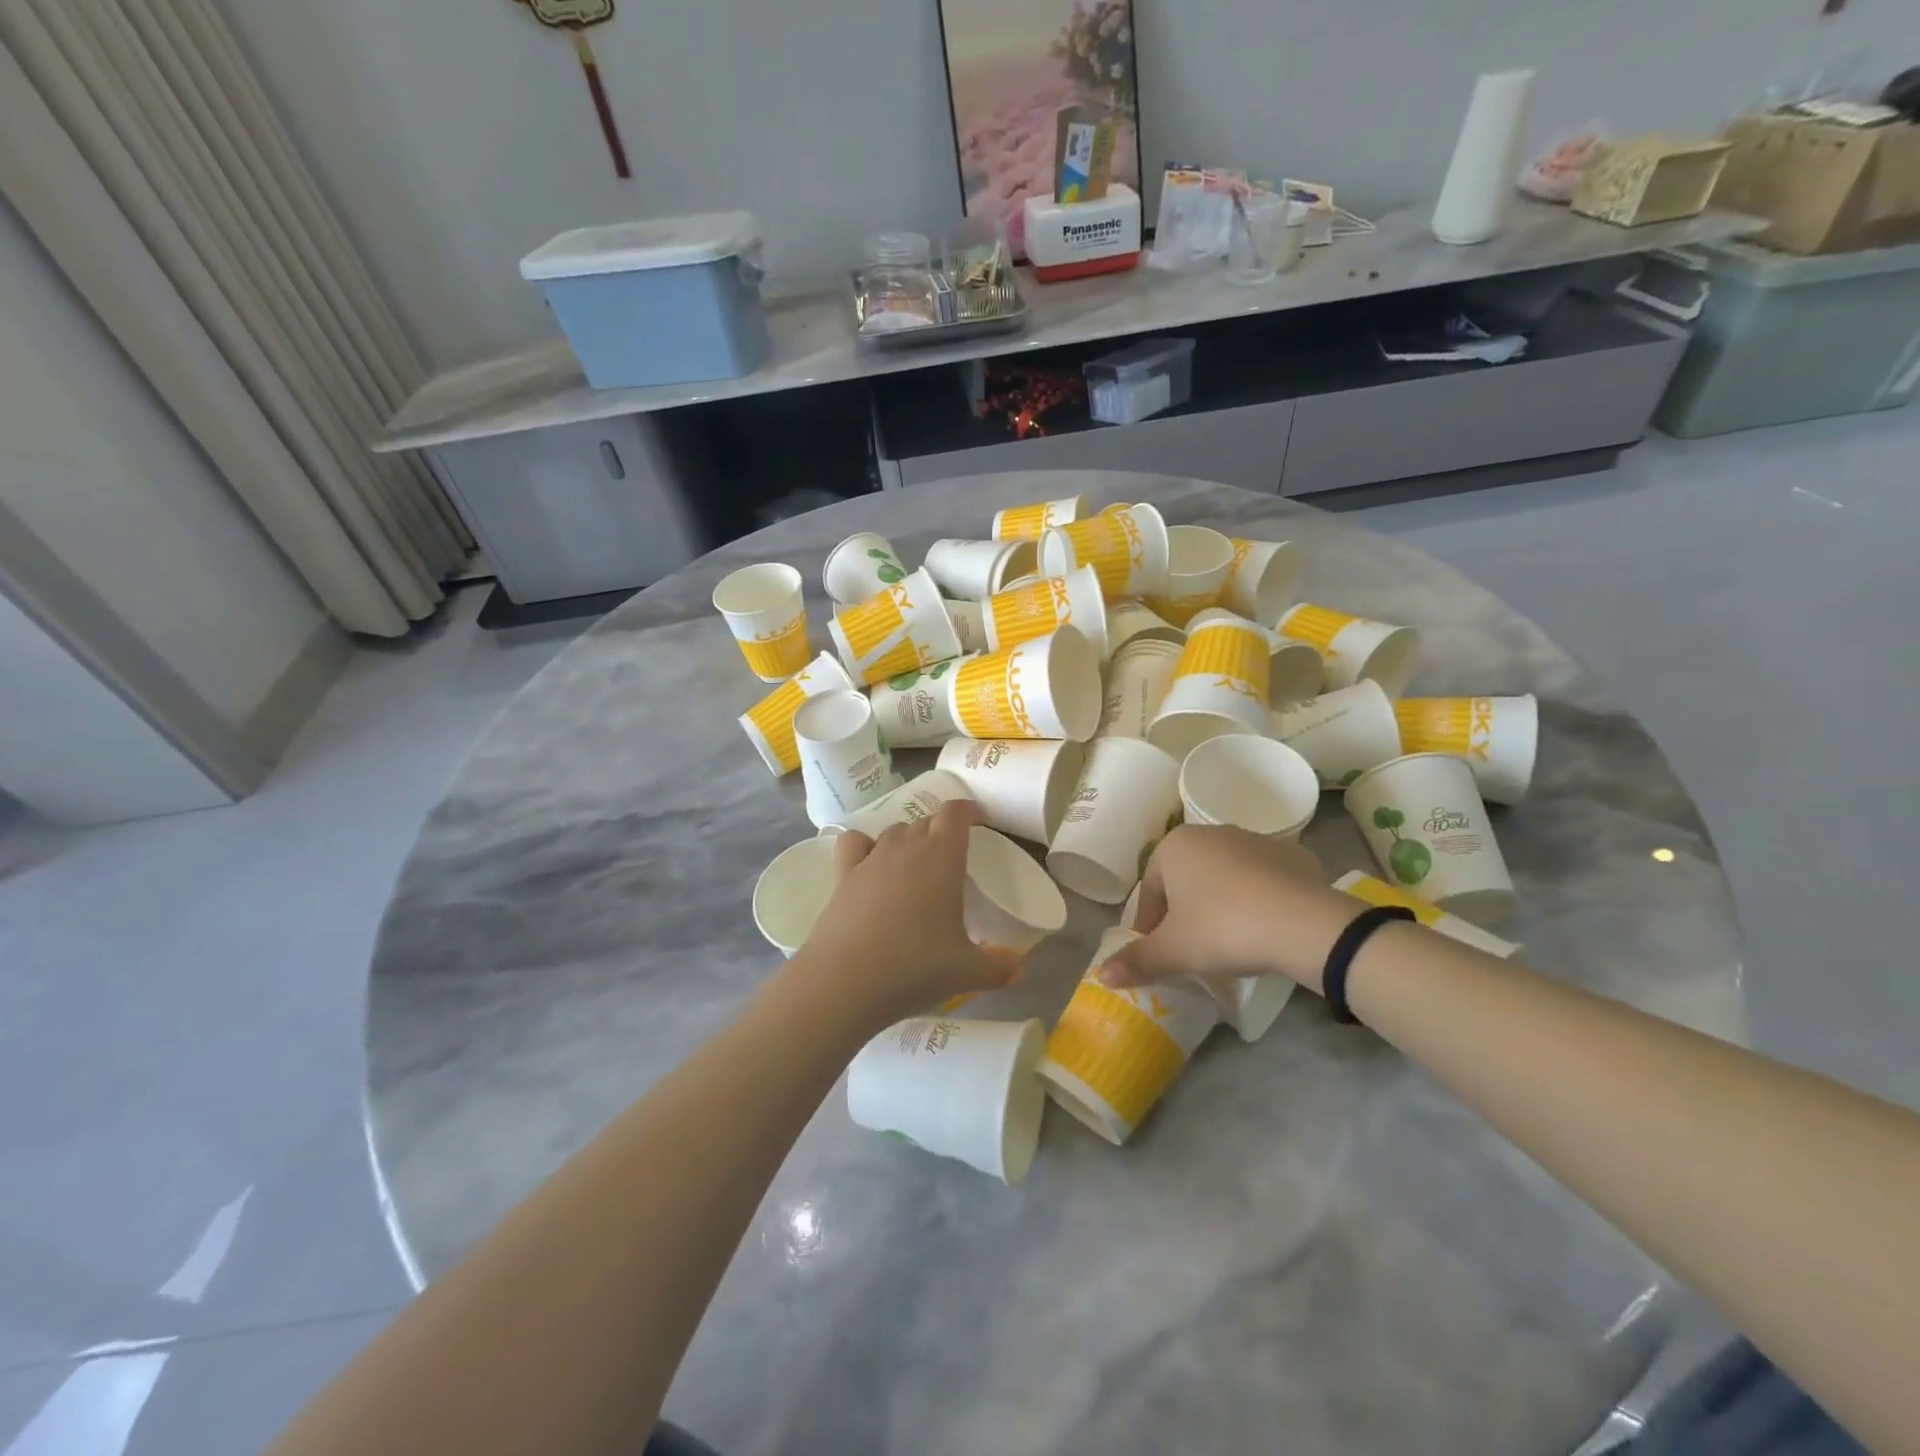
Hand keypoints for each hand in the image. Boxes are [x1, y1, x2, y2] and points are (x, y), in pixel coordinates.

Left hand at [799, 800, 1020, 1026]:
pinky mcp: (843, 875)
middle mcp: (906, 847)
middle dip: (941, 831)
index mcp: (943, 856)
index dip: (969, 811)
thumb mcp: (968, 972)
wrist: (846, 980)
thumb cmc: (916, 966)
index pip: (956, 812)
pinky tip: (870, 866)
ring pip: (893, 831)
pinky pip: (855, 843)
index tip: (980, 823)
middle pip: (926, 821)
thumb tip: (1019, 968)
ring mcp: (871, 859)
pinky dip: (864, 846)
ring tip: (916, 867)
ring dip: (908, 840)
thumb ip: (998, 967)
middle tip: (952, 860)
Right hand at [1096, 825, 1361, 994]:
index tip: (1159, 952)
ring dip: (1220, 902)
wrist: (1304, 924)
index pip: (1150, 889)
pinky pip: (1262, 878)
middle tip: (1192, 948)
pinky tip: (1265, 927)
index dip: (1150, 925)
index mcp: (1175, 846)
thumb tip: (1102, 975)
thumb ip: (1136, 961)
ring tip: (1230, 940)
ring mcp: (1254, 839)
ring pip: (1224, 876)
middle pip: (1185, 878)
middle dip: (1184, 911)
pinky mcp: (1292, 854)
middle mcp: (1211, 832)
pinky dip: (1258, 898)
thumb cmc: (1223, 929)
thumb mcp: (1174, 951)